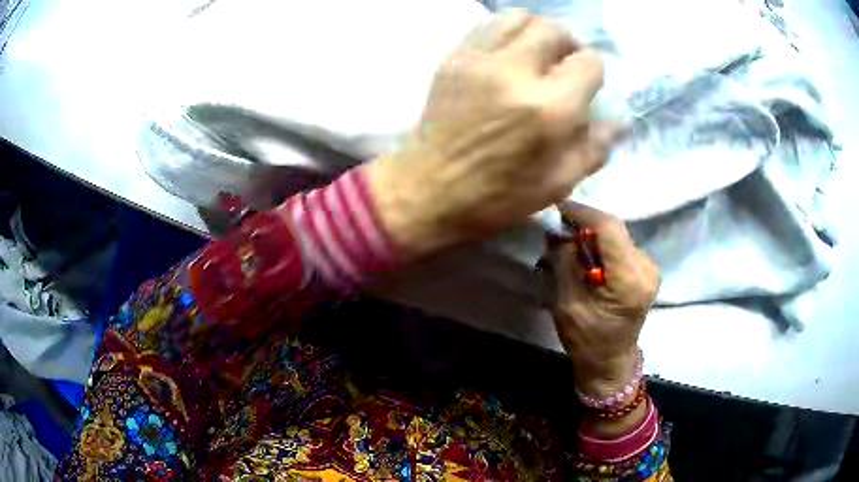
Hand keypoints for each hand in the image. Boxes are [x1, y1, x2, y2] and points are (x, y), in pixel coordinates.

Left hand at [368, 11, 619, 258]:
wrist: (429, 188)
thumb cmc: (498, 196)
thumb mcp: (558, 183)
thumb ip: (595, 147)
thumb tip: (620, 121)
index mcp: (550, 109)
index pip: (589, 62)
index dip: (593, 72)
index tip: (586, 86)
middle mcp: (517, 72)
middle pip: (555, 30)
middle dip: (568, 45)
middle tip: (563, 65)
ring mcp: (480, 59)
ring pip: (520, 17)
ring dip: (537, 31)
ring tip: (536, 54)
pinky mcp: (454, 57)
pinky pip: (487, 25)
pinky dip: (506, 31)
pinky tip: (508, 52)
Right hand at [546, 203, 659, 398]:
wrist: (611, 362)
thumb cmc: (587, 341)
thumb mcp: (567, 305)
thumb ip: (565, 264)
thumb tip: (558, 232)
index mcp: (629, 280)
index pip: (609, 228)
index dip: (582, 214)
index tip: (557, 210)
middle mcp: (646, 268)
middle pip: (613, 228)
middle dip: (584, 225)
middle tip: (558, 232)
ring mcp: (649, 267)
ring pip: (616, 234)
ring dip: (591, 236)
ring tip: (568, 248)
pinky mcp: (646, 269)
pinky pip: (620, 245)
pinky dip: (601, 245)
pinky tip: (586, 259)